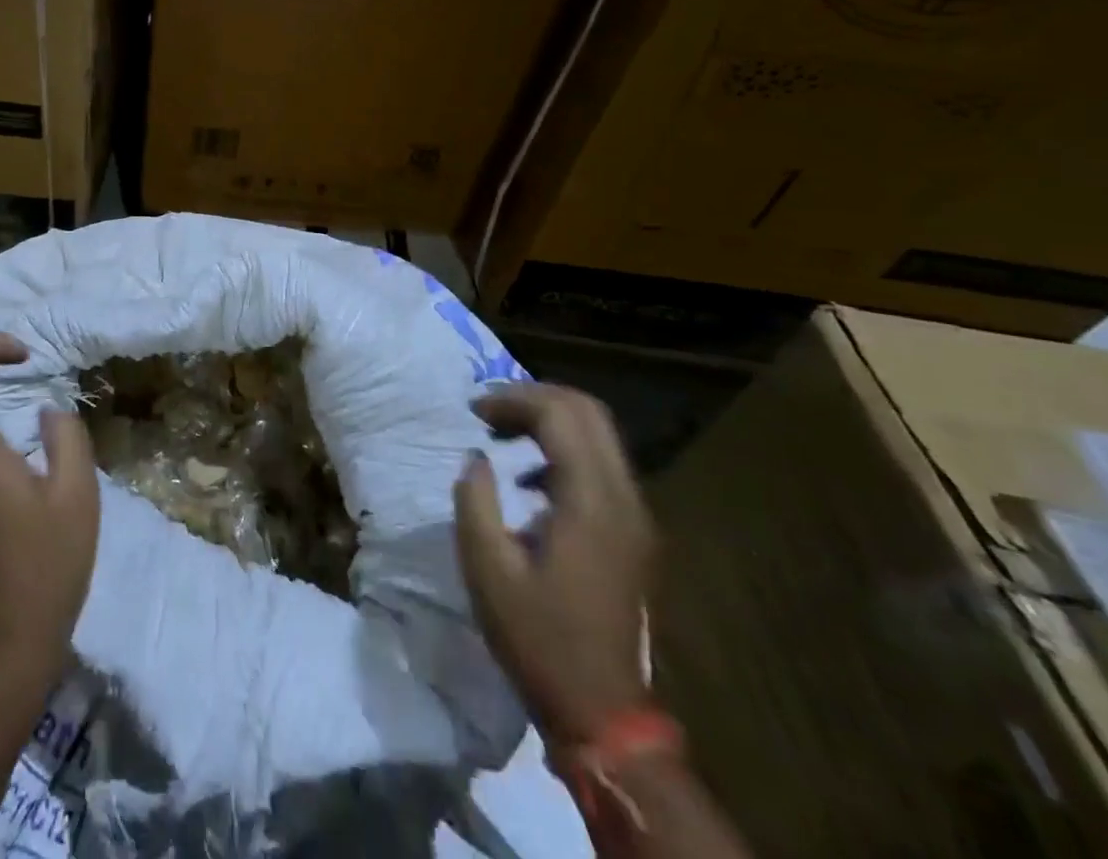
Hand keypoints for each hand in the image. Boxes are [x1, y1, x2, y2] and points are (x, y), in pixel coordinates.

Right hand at [454, 383, 653, 744]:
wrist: (602, 710)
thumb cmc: (538, 638)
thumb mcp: (487, 568)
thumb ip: (476, 499)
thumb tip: (478, 458)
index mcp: (591, 503)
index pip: (561, 415)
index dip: (513, 399)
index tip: (473, 411)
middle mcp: (623, 498)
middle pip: (589, 413)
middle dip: (534, 397)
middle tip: (488, 410)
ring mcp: (635, 515)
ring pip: (599, 434)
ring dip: (549, 420)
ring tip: (502, 432)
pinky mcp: (632, 532)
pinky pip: (600, 463)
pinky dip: (563, 447)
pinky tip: (528, 476)